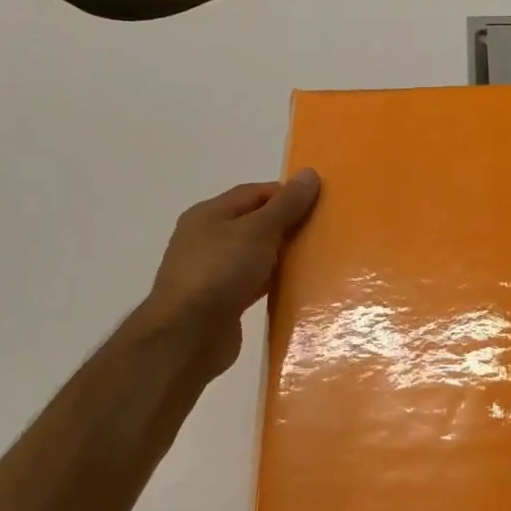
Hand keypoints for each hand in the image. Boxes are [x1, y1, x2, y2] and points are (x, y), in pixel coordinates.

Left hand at [138, 171, 320, 379]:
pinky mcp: (221, 302)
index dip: (287, 194)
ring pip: (255, 255)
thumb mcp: (258, 230)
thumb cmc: (220, 271)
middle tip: (323, 230)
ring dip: (281, 255)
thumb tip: (309, 174)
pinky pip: (254, 283)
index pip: (254, 192)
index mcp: (209, 214)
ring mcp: (212, 272)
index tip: (320, 202)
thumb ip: (285, 205)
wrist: (187, 336)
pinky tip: (296, 287)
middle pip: (254, 223)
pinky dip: (273, 282)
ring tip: (317, 258)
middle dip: (287, 224)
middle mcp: (207, 239)